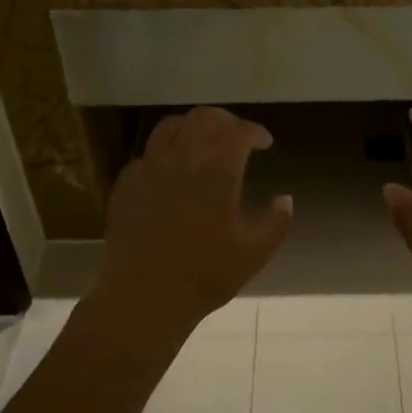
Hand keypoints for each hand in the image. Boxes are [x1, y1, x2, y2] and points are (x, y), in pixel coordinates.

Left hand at [98, 107, 293, 334]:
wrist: (144, 294)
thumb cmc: (205, 274)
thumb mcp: (255, 252)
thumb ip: (276, 222)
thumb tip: (285, 199)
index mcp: (218, 169)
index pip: (240, 131)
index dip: (255, 132)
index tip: (264, 143)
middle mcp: (182, 157)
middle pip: (204, 117)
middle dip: (226, 121)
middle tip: (237, 137)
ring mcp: (149, 167)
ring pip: (171, 126)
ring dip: (193, 128)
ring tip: (202, 145)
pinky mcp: (126, 183)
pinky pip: (148, 153)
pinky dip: (166, 152)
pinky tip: (171, 173)